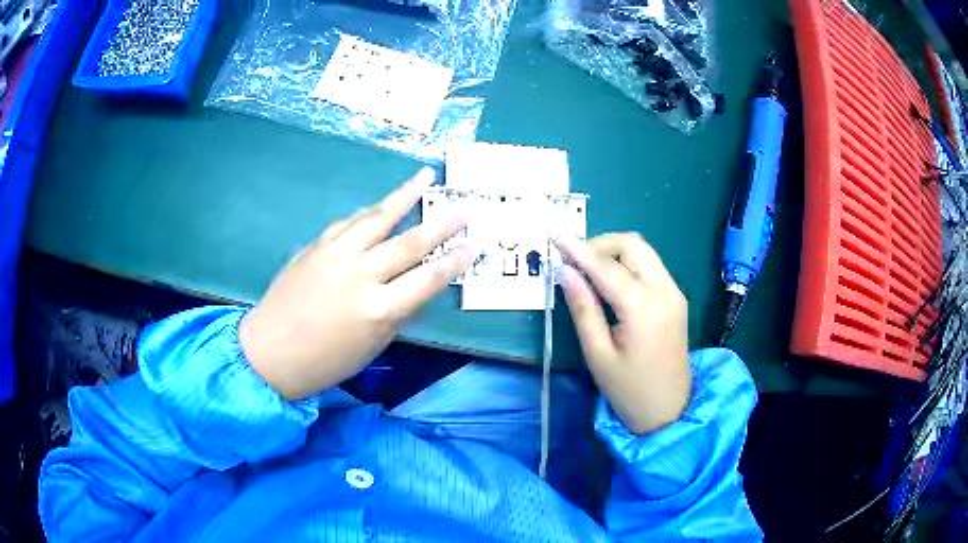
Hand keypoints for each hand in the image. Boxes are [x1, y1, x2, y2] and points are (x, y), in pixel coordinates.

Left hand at [239, 168, 475, 399]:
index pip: (429, 279)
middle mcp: (361, 275)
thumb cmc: (325, 361)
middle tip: (465, 207)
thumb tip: (417, 287)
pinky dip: (369, 211)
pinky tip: (381, 204)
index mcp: (379, 309)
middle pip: (409, 243)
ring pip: (378, 218)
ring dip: (405, 196)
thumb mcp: (372, 345)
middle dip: (442, 224)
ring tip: (425, 177)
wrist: (271, 351)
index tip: (475, 246)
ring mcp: (336, 255)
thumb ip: (398, 312)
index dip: (456, 261)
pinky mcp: (317, 246)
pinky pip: (349, 221)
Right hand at [555, 233, 690, 434]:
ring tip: (587, 270)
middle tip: (573, 262)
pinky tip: (609, 281)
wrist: (669, 411)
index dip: (579, 250)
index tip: (555, 236)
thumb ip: (583, 309)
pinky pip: (650, 266)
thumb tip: (566, 272)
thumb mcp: (598, 355)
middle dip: (600, 245)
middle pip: (632, 245)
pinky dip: (627, 263)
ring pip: (643, 251)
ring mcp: (674, 292)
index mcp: (644, 308)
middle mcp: (665, 291)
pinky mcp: (675, 298)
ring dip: (614, 251)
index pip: (607, 267)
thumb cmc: (629, 390)